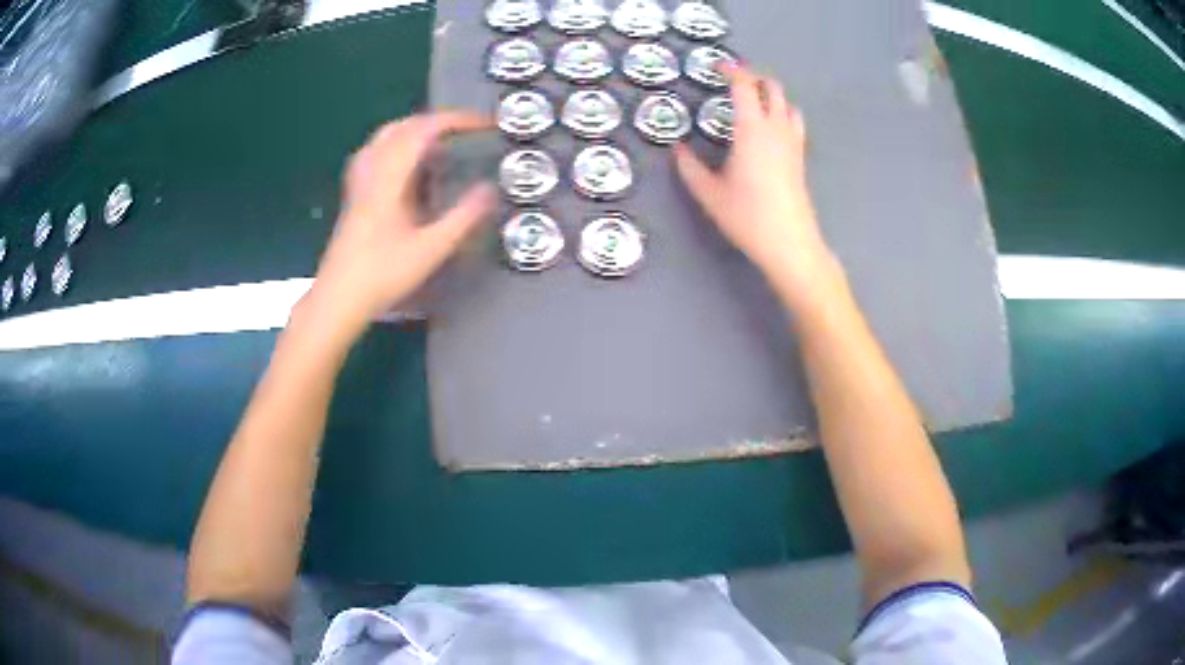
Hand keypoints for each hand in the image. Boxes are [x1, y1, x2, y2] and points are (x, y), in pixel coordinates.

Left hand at [304, 112, 497, 338]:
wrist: (338, 298)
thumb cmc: (382, 274)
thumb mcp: (430, 249)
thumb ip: (463, 217)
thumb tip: (491, 189)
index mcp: (389, 176)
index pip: (424, 130)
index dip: (456, 120)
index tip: (483, 124)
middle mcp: (372, 170)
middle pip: (402, 126)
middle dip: (436, 121)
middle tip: (463, 131)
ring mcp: (359, 182)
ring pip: (385, 138)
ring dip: (414, 130)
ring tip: (439, 143)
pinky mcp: (354, 195)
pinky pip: (375, 154)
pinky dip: (397, 146)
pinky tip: (406, 165)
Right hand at [674, 64, 842, 309]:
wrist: (790, 243)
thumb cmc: (747, 216)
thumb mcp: (709, 193)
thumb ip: (690, 168)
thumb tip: (677, 149)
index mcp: (752, 129)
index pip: (745, 86)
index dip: (731, 70)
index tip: (717, 67)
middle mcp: (776, 128)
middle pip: (772, 87)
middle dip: (754, 77)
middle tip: (734, 80)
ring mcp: (793, 142)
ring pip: (787, 103)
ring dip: (771, 94)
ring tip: (753, 100)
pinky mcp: (801, 157)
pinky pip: (795, 121)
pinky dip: (782, 112)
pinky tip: (770, 127)